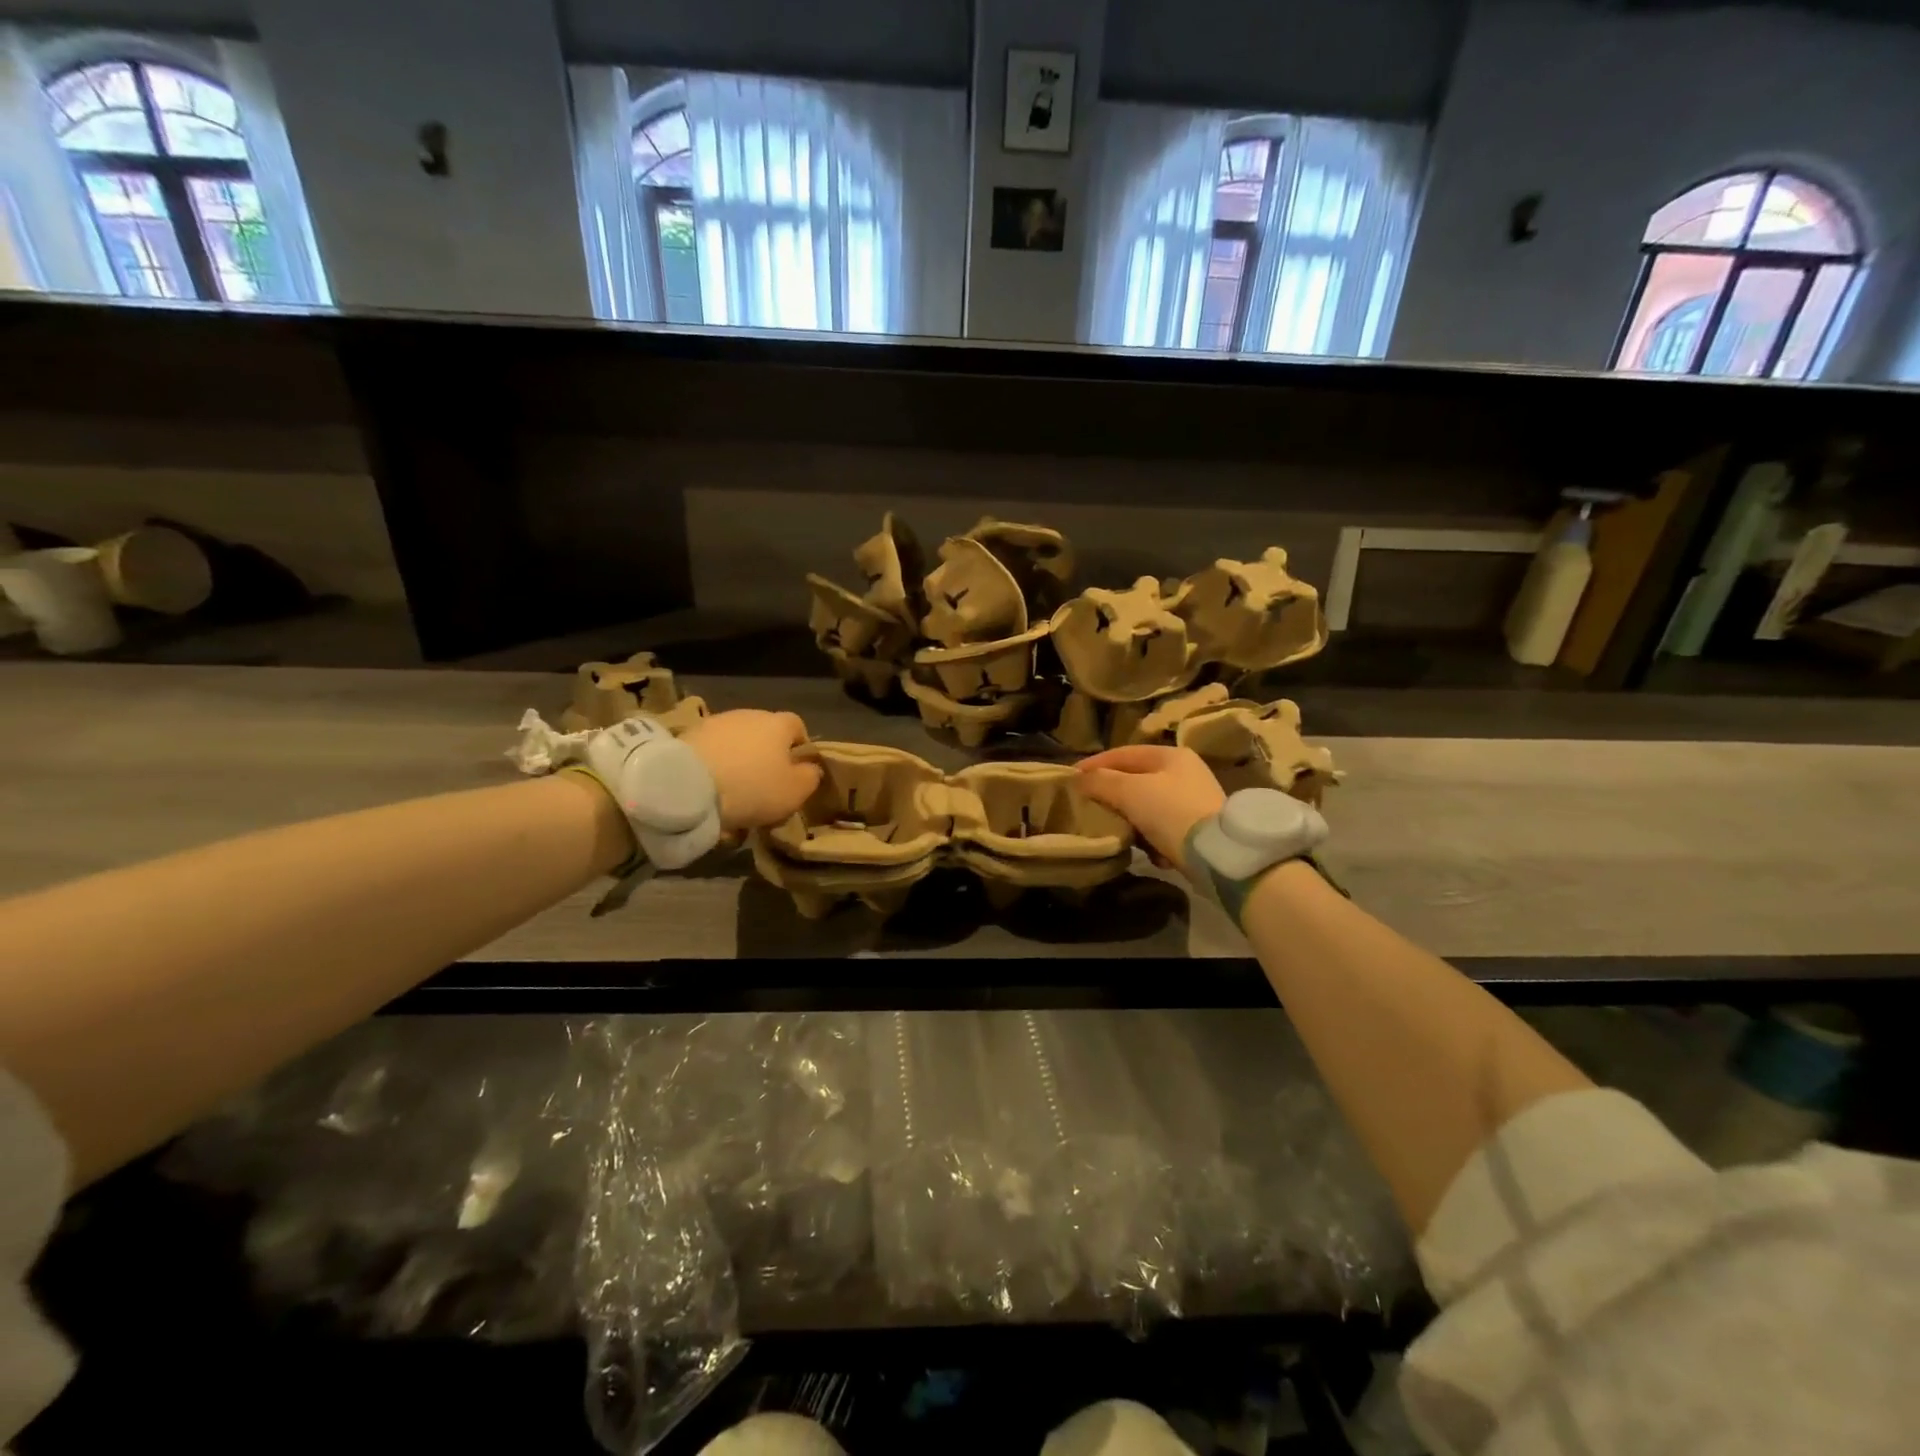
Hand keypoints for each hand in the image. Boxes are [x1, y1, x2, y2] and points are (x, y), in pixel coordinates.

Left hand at [681, 711, 821, 832]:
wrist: (687, 784)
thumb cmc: (752, 787)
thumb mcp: (795, 791)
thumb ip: (810, 777)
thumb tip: (810, 768)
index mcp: (778, 724)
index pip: (797, 725)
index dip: (800, 746)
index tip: (797, 770)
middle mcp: (749, 715)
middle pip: (765, 734)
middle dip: (766, 757)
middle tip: (764, 786)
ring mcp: (716, 723)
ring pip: (736, 744)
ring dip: (738, 763)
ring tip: (733, 794)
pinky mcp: (688, 736)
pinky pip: (711, 753)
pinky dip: (714, 768)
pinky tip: (710, 792)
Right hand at [1075, 745, 1224, 874]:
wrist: (1218, 854)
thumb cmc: (1171, 812)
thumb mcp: (1130, 792)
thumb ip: (1101, 781)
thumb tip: (1079, 779)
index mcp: (1171, 756)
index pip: (1123, 753)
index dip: (1095, 764)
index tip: (1071, 778)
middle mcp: (1185, 773)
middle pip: (1135, 780)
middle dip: (1111, 795)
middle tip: (1088, 807)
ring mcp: (1193, 802)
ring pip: (1147, 806)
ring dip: (1131, 820)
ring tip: (1116, 832)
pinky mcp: (1198, 829)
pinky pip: (1163, 829)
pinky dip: (1152, 839)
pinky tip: (1149, 851)